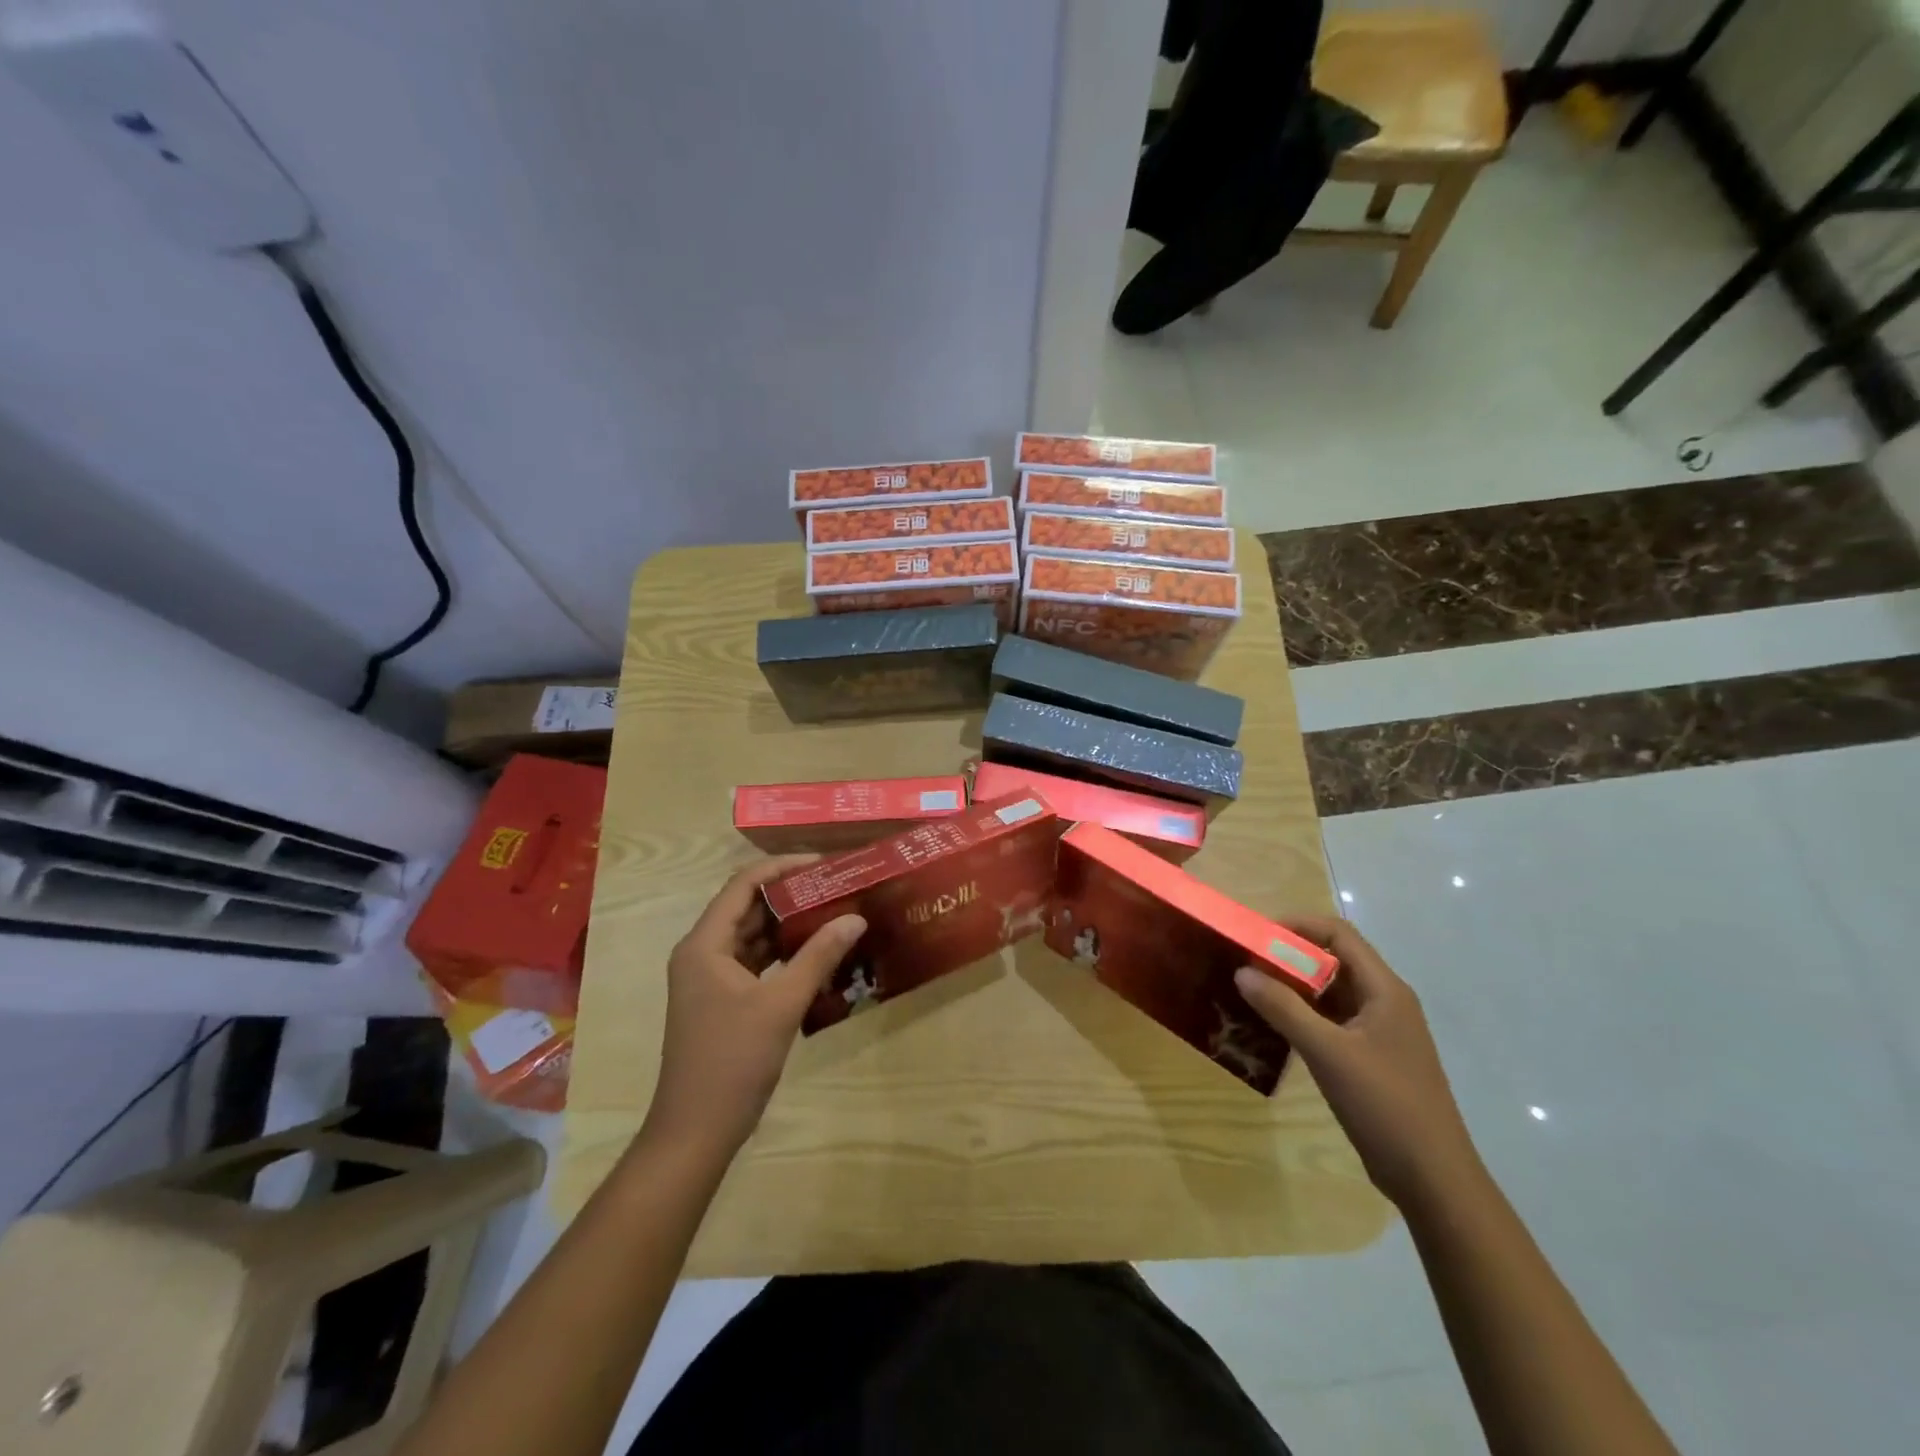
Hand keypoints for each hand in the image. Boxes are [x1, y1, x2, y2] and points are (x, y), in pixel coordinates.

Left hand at [643, 856, 865, 1158]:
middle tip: (837, 886)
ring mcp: (710, 979)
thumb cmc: (732, 1060)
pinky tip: (818, 953)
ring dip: (789, 925)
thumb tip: (856, 917)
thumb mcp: (781, 1004)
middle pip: (748, 908)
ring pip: (754, 937)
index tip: (823, 863)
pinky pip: (756, 963)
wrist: (696, 1132)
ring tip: (834, 911)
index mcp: (705, 944)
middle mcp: (702, 953)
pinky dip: (784, 955)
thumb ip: (818, 956)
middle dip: (791, 895)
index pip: (743, 885)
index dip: (782, 867)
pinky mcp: (722, 1001)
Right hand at [1234, 916, 1482, 1209]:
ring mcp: (1379, 1032)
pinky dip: (1301, 1016)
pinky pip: (1330, 1021)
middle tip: (1245, 964)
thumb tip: (1241, 971)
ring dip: (1292, 988)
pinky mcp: (1370, 1058)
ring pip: (1330, 993)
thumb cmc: (1385, 1105)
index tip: (1256, 936)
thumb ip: (1283, 1008)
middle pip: (1333, 961)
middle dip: (1289, 957)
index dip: (1297, 926)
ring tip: (1250, 992)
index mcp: (1385, 990)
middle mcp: (1384, 1002)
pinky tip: (1273, 1028)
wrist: (1434, 1180)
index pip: (1338, 934)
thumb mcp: (1327, 1053)